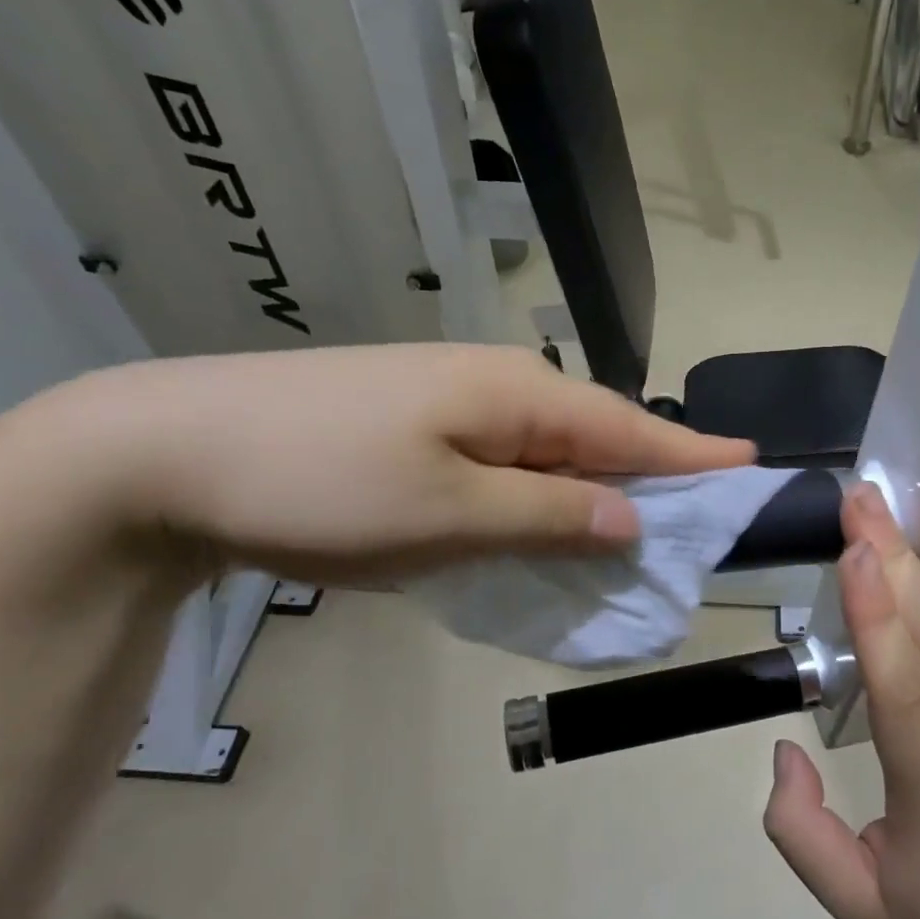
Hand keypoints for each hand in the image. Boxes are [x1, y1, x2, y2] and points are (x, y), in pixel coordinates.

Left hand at [65, 343, 754, 582]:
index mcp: (518, 396)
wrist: (168, 451)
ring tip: (636, 532)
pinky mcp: (417, 426)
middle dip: (650, 480)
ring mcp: (452, 403)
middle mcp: (497, 386)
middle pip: (596, 437)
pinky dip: (540, 496)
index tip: (751, 465)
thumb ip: (549, 515)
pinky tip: (547, 520)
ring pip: (550, 452)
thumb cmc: (323, 481)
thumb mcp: (450, 514)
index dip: (692, 453)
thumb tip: (628, 519)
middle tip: (697, 522)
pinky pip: (506, 462)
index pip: (630, 429)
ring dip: (592, 493)